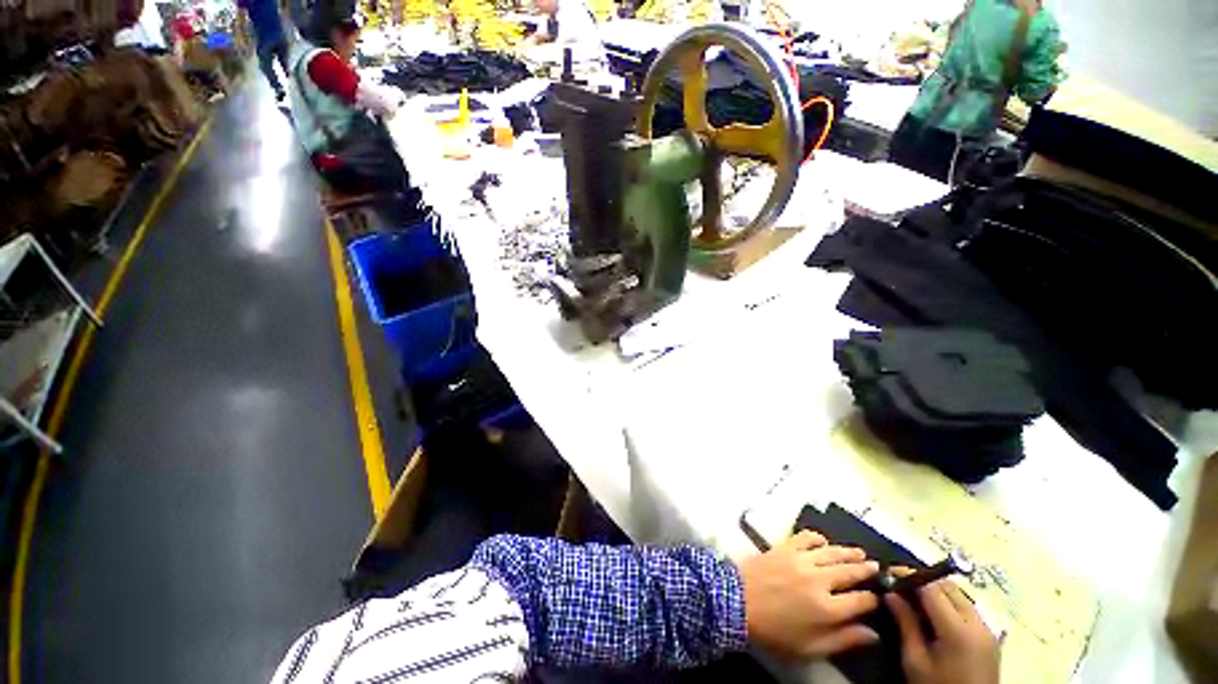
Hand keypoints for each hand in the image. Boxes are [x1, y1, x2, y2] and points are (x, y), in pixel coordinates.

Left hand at [738, 530, 880, 659]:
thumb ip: (843, 641)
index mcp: (828, 609)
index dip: (873, 599)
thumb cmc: (774, 632)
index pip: (861, 601)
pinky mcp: (784, 547)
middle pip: (850, 571)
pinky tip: (823, 541)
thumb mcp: (810, 649)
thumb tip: (873, 634)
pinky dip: (817, 537)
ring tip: (860, 552)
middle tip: (876, 567)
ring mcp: (801, 560)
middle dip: (866, 570)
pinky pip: (805, 537)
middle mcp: (819, 580)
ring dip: (848, 552)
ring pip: (832, 552)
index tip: (878, 598)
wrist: (737, 602)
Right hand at [887, 578, 999, 683]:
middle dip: (923, 580)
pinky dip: (949, 602)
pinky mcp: (990, 636)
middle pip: (948, 588)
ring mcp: (987, 630)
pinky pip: (967, 608)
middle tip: (899, 582)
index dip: (909, 576)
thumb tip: (890, 593)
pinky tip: (933, 611)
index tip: (888, 571)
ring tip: (914, 595)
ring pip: (960, 595)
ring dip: (937, 590)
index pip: (931, 589)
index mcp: (957, 630)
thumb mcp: (915, 660)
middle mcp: (977, 623)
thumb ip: (905, 623)